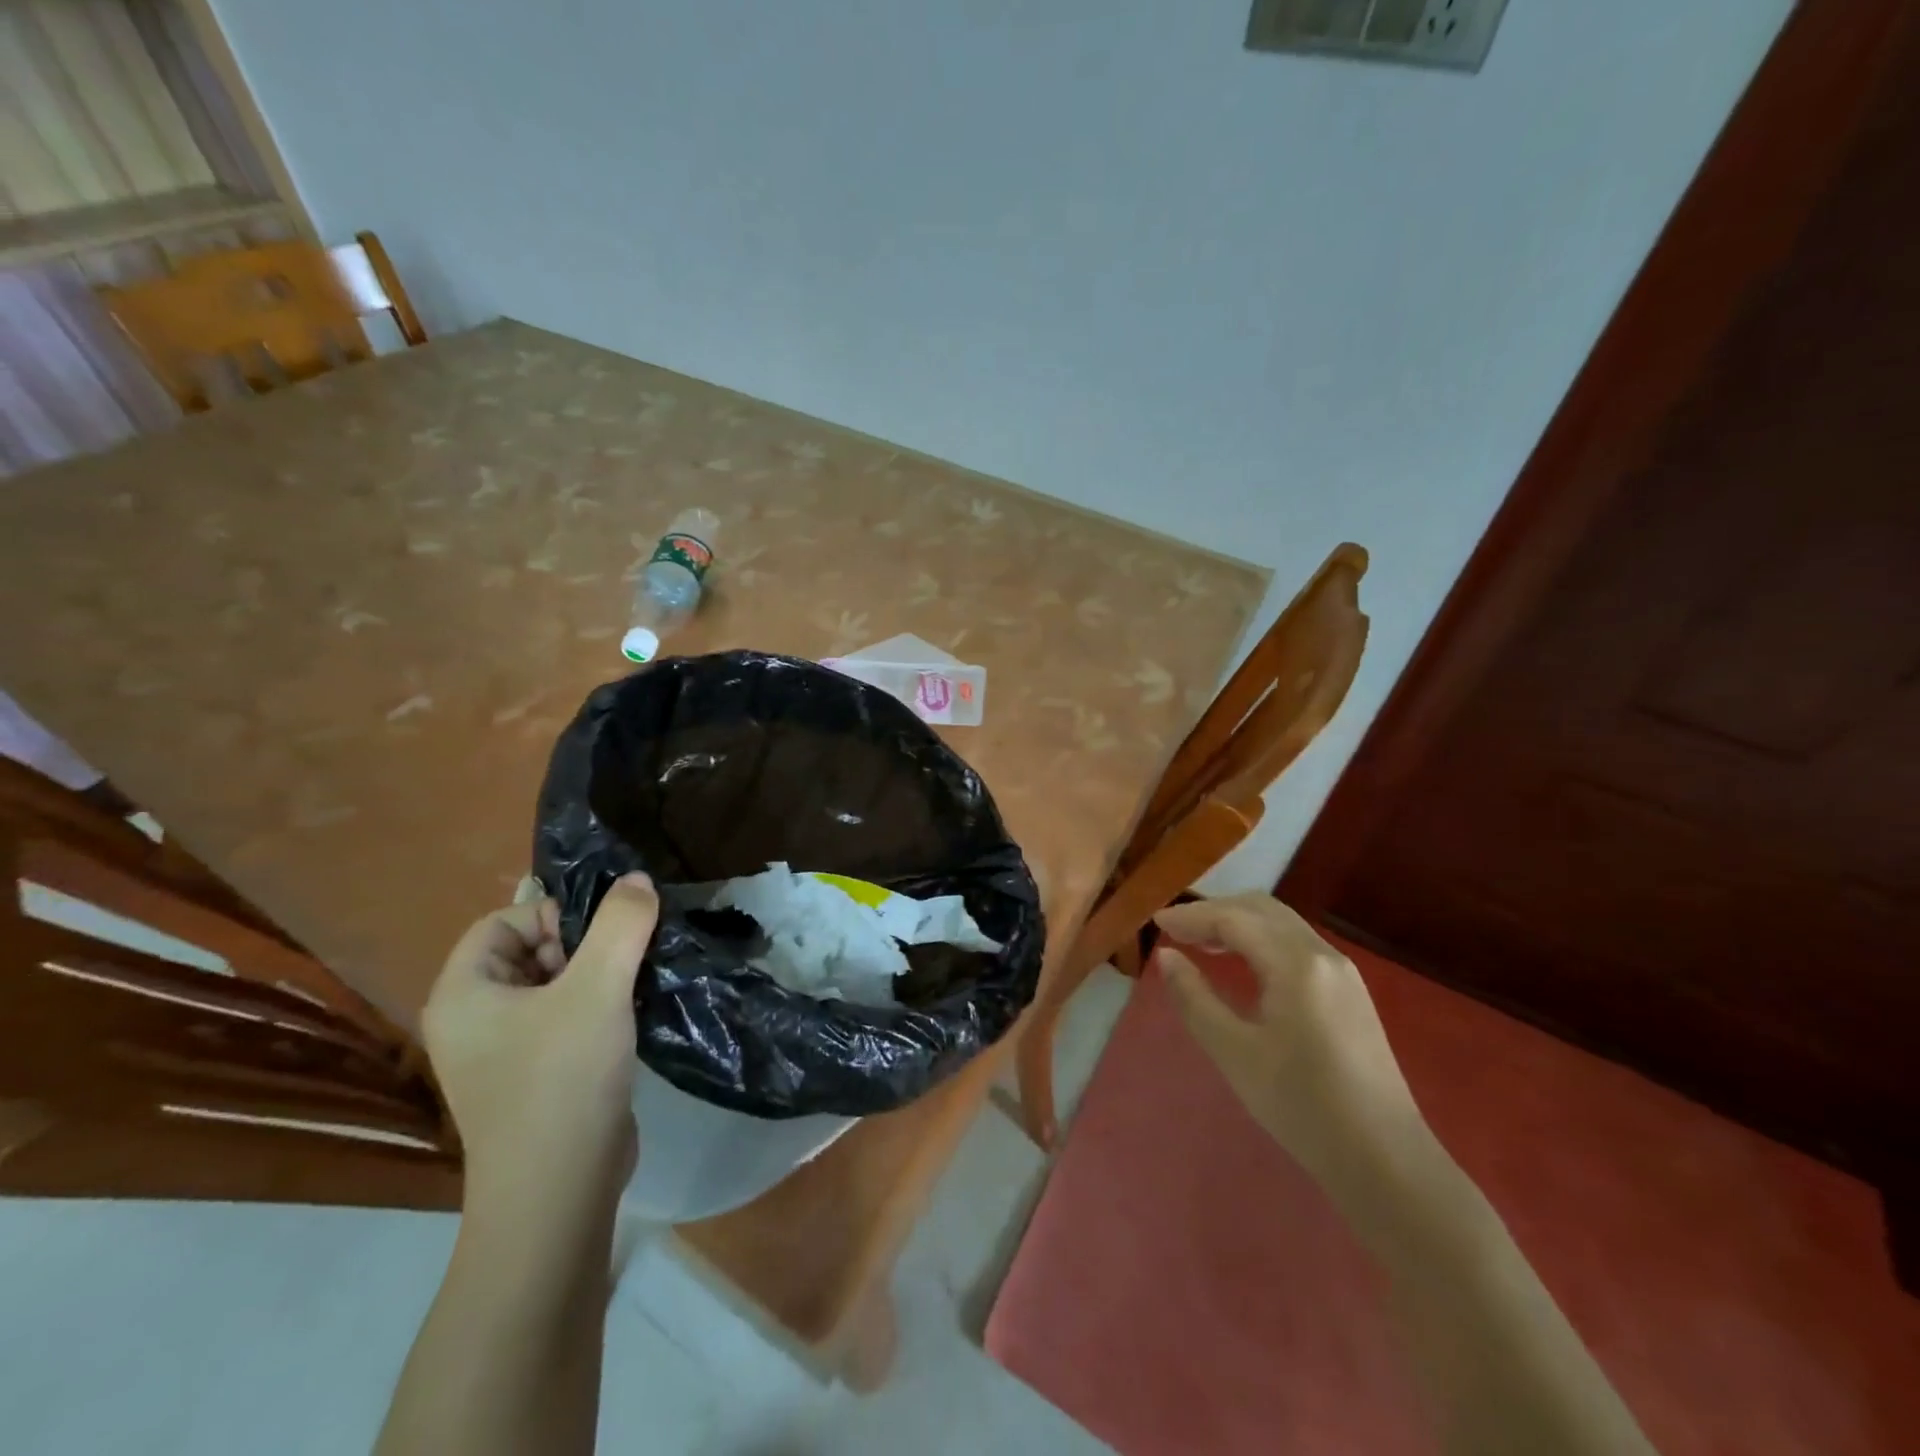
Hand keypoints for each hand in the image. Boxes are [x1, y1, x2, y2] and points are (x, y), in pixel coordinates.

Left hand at [424, 874, 659, 1216]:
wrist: (560, 1192)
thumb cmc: (562, 1079)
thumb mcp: (598, 988)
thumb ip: (621, 924)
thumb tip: (637, 880)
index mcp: (463, 994)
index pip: (504, 921)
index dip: (554, 915)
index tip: (602, 936)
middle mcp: (474, 1020)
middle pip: (530, 950)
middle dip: (583, 945)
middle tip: (623, 961)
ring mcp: (504, 1053)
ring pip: (554, 985)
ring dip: (598, 975)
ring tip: (635, 983)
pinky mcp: (537, 1076)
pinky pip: (565, 1019)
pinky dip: (599, 1008)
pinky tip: (632, 1016)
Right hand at [1154, 893, 1426, 1188]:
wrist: (1386, 1161)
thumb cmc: (1302, 1106)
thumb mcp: (1234, 1053)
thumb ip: (1195, 998)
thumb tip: (1167, 957)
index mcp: (1295, 963)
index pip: (1234, 919)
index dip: (1192, 916)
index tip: (1156, 922)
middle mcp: (1322, 954)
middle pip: (1261, 909)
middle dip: (1215, 911)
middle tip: (1177, 930)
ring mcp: (1342, 972)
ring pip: (1282, 924)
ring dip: (1239, 923)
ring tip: (1202, 943)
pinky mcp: (1350, 993)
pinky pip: (1297, 944)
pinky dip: (1262, 940)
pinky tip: (1244, 965)